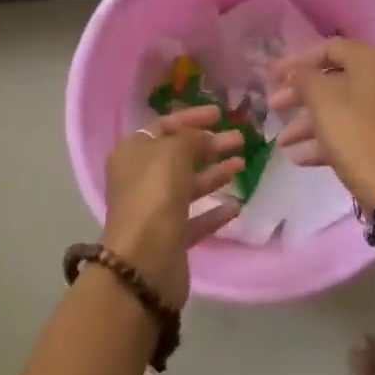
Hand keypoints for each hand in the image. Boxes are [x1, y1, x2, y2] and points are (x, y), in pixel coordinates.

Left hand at [99, 104, 243, 308]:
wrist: (145, 260)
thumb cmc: (155, 194)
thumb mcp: (173, 152)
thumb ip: (190, 138)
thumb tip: (203, 137)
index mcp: (132, 153)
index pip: (163, 126)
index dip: (192, 117)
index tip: (220, 114)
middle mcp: (140, 179)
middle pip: (178, 156)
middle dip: (209, 145)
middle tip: (240, 139)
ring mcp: (154, 210)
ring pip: (188, 186)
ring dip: (215, 174)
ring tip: (242, 165)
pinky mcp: (170, 238)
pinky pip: (195, 218)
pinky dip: (214, 211)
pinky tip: (236, 206)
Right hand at [268, 39, 374, 210]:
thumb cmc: (356, 134)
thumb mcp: (321, 101)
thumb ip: (303, 78)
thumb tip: (297, 72)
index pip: (329, 48)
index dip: (296, 61)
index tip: (271, 77)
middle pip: (336, 80)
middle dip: (301, 96)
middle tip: (274, 109)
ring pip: (346, 108)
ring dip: (311, 122)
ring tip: (284, 142)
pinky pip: (359, 128)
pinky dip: (332, 138)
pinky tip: (303, 158)